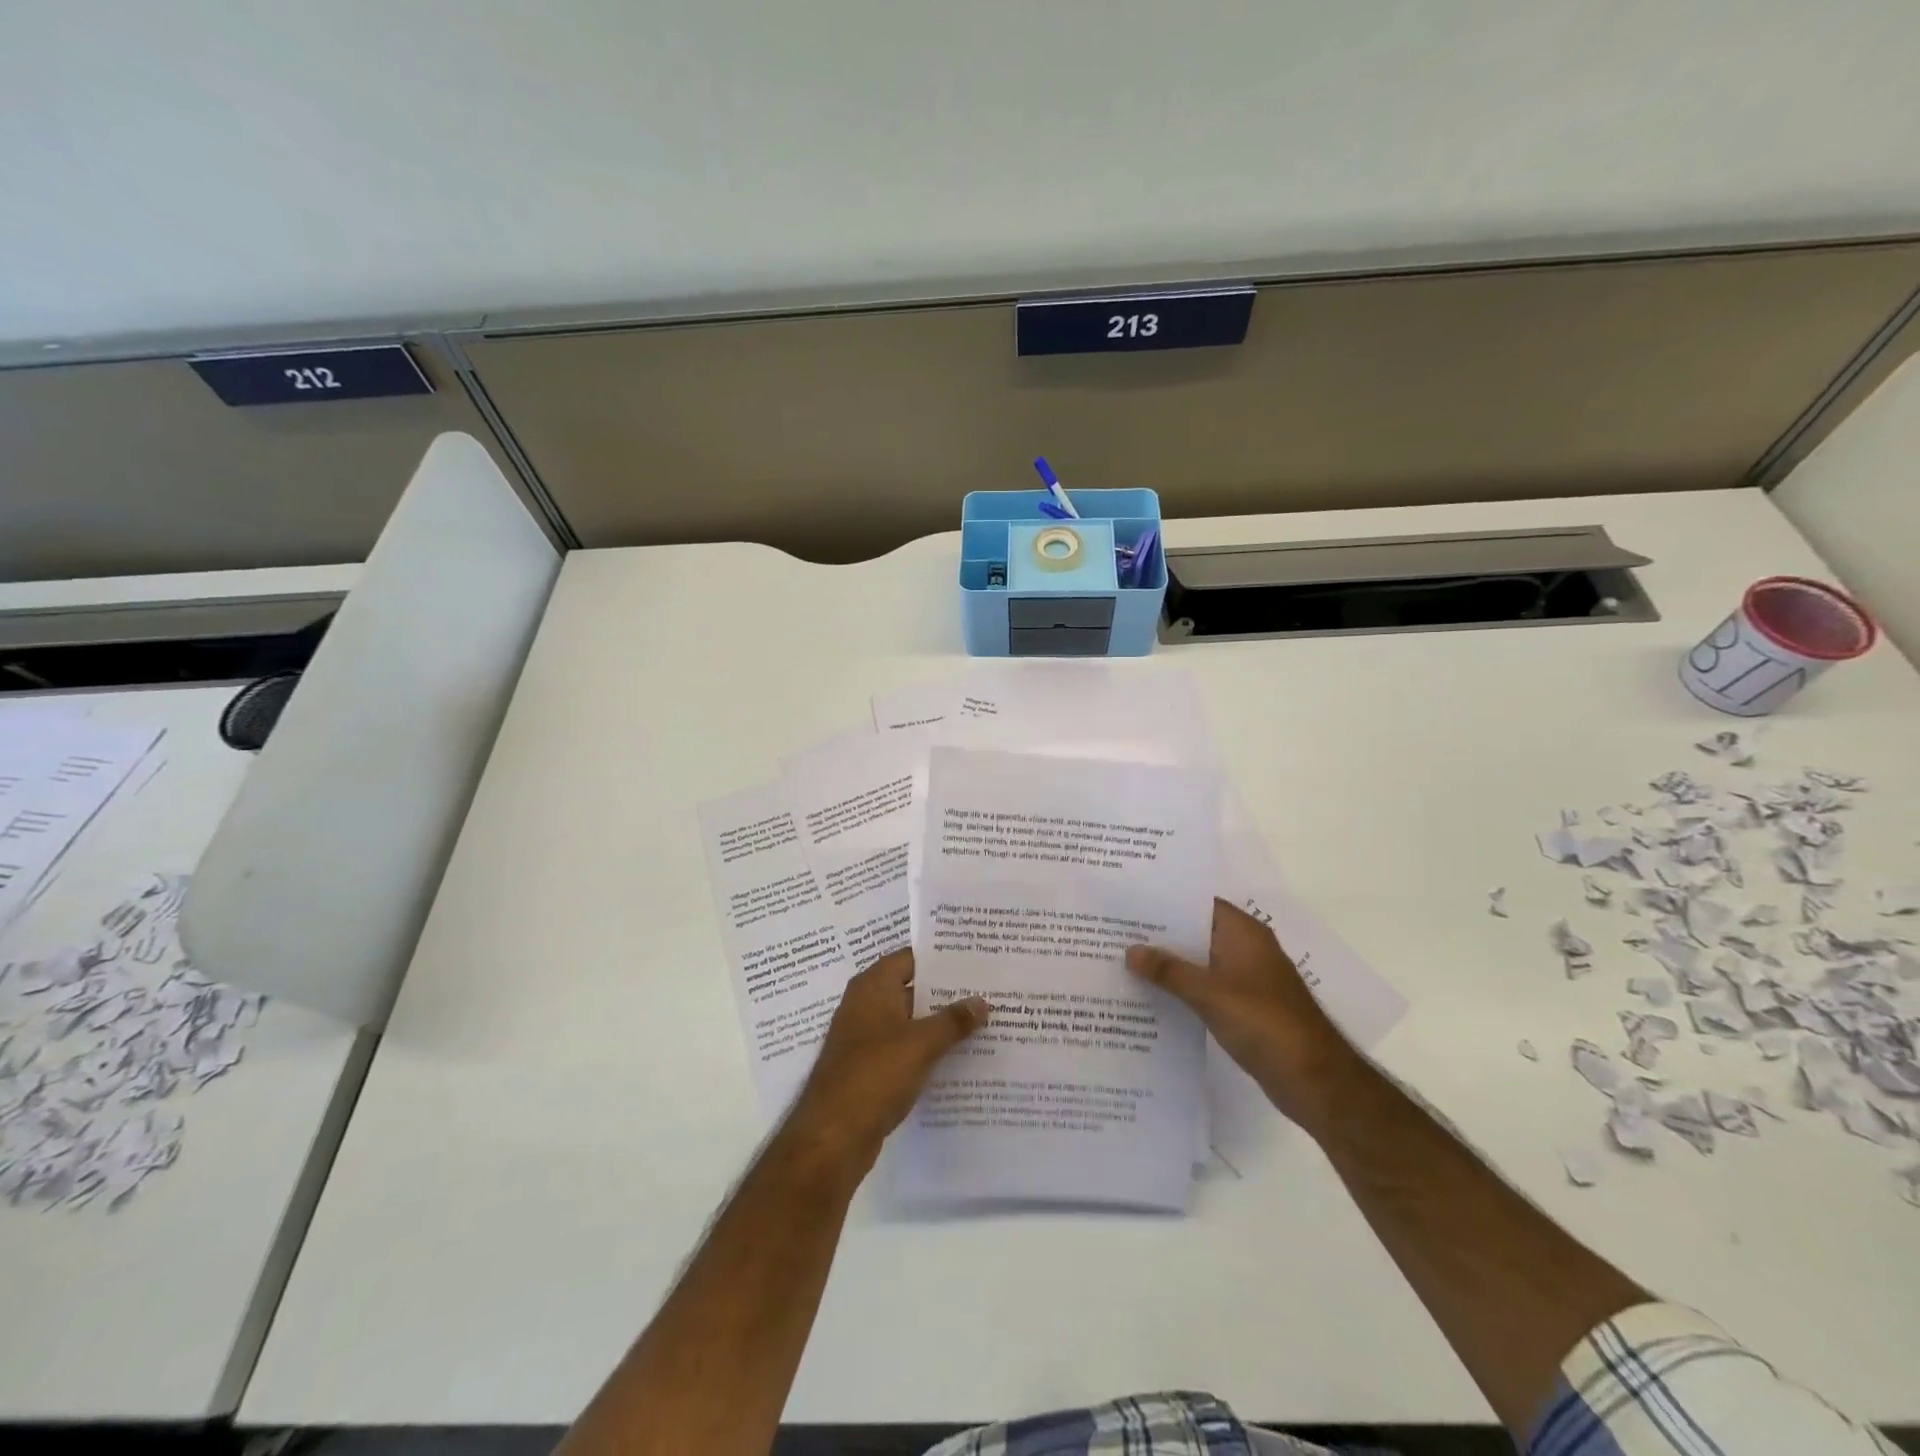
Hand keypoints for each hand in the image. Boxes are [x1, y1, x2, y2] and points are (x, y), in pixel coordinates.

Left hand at [784, 950, 989, 1168]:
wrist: (833, 1136)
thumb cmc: (875, 1074)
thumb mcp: (921, 1044)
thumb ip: (953, 1020)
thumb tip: (982, 1001)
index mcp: (873, 987)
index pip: (910, 958)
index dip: (941, 957)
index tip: (974, 956)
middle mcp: (866, 1005)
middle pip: (911, 988)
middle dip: (946, 991)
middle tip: (986, 989)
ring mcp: (865, 1038)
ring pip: (909, 1021)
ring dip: (939, 1023)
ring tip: (982, 1021)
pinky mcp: (869, 1068)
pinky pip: (904, 1048)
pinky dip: (927, 1049)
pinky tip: (958, 1057)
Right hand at [1127, 898, 1364, 1132]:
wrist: (1314, 1080)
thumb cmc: (1265, 1023)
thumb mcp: (1210, 994)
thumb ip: (1169, 971)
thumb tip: (1130, 950)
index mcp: (1243, 933)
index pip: (1199, 902)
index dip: (1165, 899)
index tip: (1129, 899)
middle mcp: (1245, 948)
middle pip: (1196, 931)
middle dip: (1160, 932)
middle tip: (1116, 929)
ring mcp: (1246, 978)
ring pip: (1199, 960)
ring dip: (1169, 962)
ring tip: (1124, 958)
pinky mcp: (1244, 1006)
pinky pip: (1205, 986)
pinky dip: (1182, 986)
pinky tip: (1151, 993)